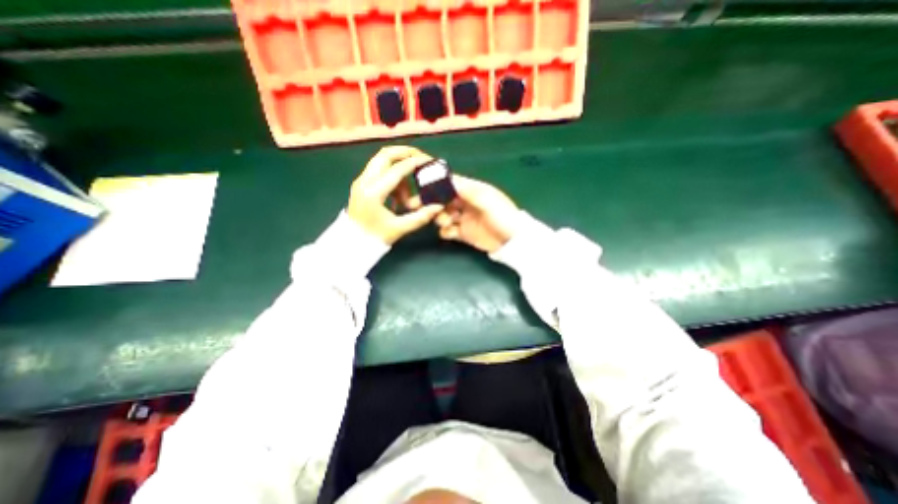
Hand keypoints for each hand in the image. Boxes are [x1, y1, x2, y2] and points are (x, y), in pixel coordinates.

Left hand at [346, 145, 442, 245]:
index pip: (397, 169)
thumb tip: (438, 206)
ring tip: (409, 193)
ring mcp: (361, 181)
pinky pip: (380, 171)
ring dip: (399, 169)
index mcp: (373, 192)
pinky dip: (393, 177)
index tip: (430, 162)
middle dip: (405, 153)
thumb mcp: (399, 228)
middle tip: (421, 159)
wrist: (352, 243)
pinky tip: (399, 196)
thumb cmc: (375, 237)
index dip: (415, 163)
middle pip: (385, 154)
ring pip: (382, 161)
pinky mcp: (361, 184)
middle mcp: (364, 181)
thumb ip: (421, 217)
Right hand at [421, 175, 519, 253]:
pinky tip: (450, 233)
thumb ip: (466, 190)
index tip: (421, 187)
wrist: (512, 241)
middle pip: (442, 199)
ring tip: (446, 222)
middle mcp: (465, 203)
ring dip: (439, 217)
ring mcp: (463, 218)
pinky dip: (445, 231)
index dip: (435, 184)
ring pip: (442, 214)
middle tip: (417, 206)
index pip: (449, 183)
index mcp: (472, 190)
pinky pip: (447, 231)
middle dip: (430, 202)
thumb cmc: (502, 216)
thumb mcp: (486, 200)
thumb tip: (446, 179)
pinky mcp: (463, 233)